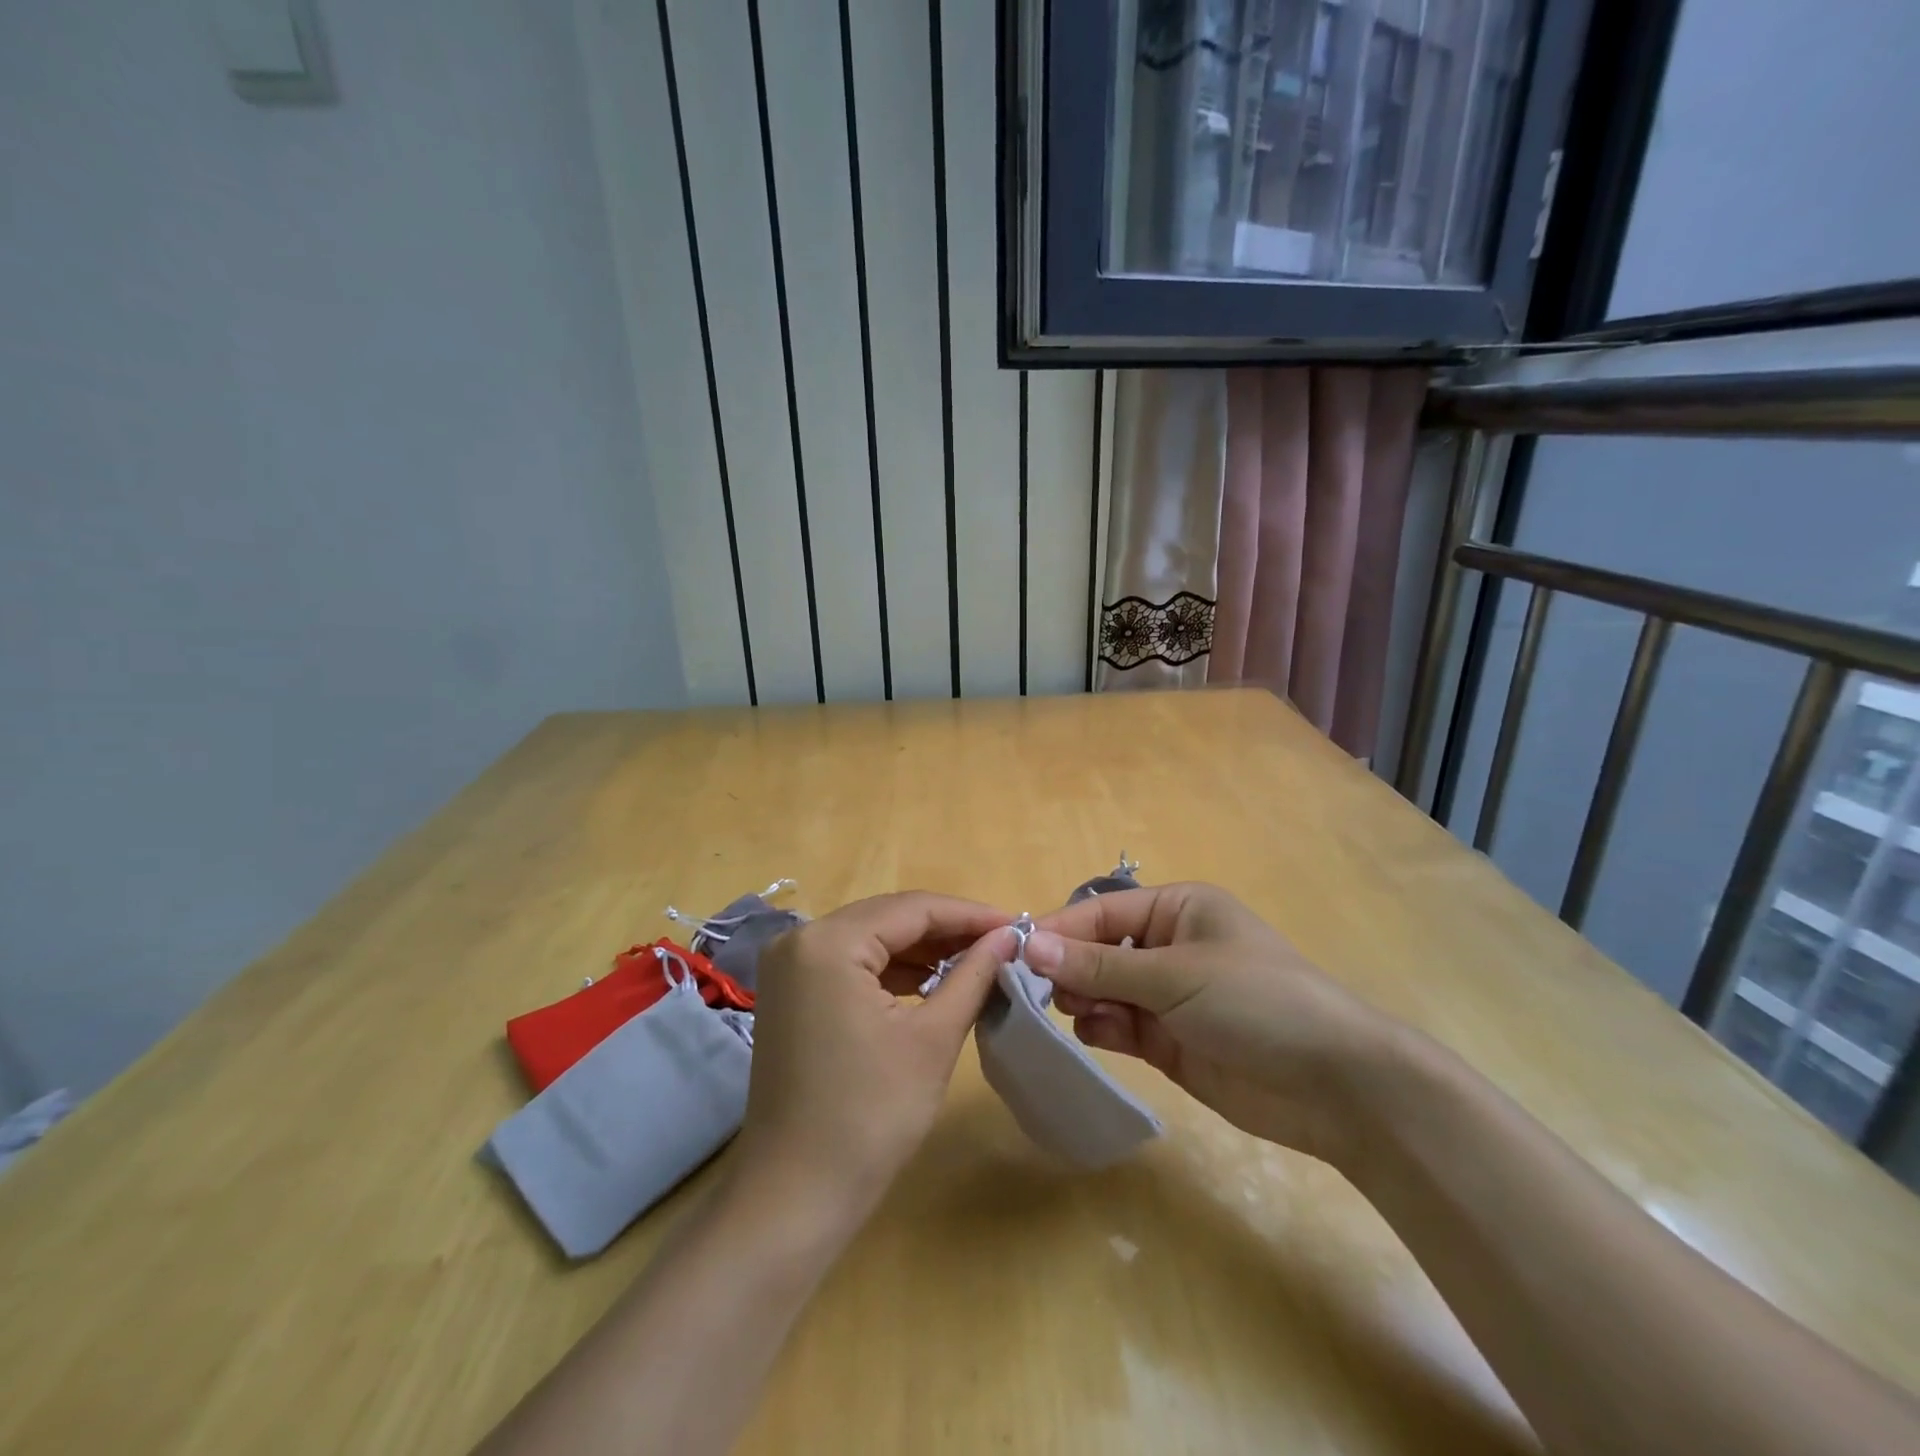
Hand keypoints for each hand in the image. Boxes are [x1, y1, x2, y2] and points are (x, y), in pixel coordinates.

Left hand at [733, 893, 1013, 1224]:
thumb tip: (1009, 936)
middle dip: (947, 929)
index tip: (1018, 925)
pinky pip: (851, 964)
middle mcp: (801, 939)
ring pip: (871, 939)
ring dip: (922, 949)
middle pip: (889, 917)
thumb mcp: (933, 1038)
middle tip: (1002, 943)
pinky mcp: (791, 994)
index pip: (913, 908)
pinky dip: (892, 970)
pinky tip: (931, 981)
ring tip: (976, 961)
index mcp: (829, 941)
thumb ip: (973, 975)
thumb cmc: (870, 1116)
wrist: (795, 1197)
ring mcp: (790, 968)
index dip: (970, 914)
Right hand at [1027, 882, 1395, 1166]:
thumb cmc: (1256, 1001)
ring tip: (1071, 1011)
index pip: (1102, 911)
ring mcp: (1169, 996)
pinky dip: (1102, 1028)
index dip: (1060, 929)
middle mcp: (1169, 946)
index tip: (1015, 951)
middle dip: (1069, 967)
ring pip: (1104, 989)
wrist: (1335, 1086)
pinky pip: (1119, 1025)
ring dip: (1083, 998)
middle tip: (1039, 991)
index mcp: (1178, 909)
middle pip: (1098, 949)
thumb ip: (1100, 963)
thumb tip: (1029, 944)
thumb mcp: (1175, 975)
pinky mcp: (1169, 1041)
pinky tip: (1096, 1034)